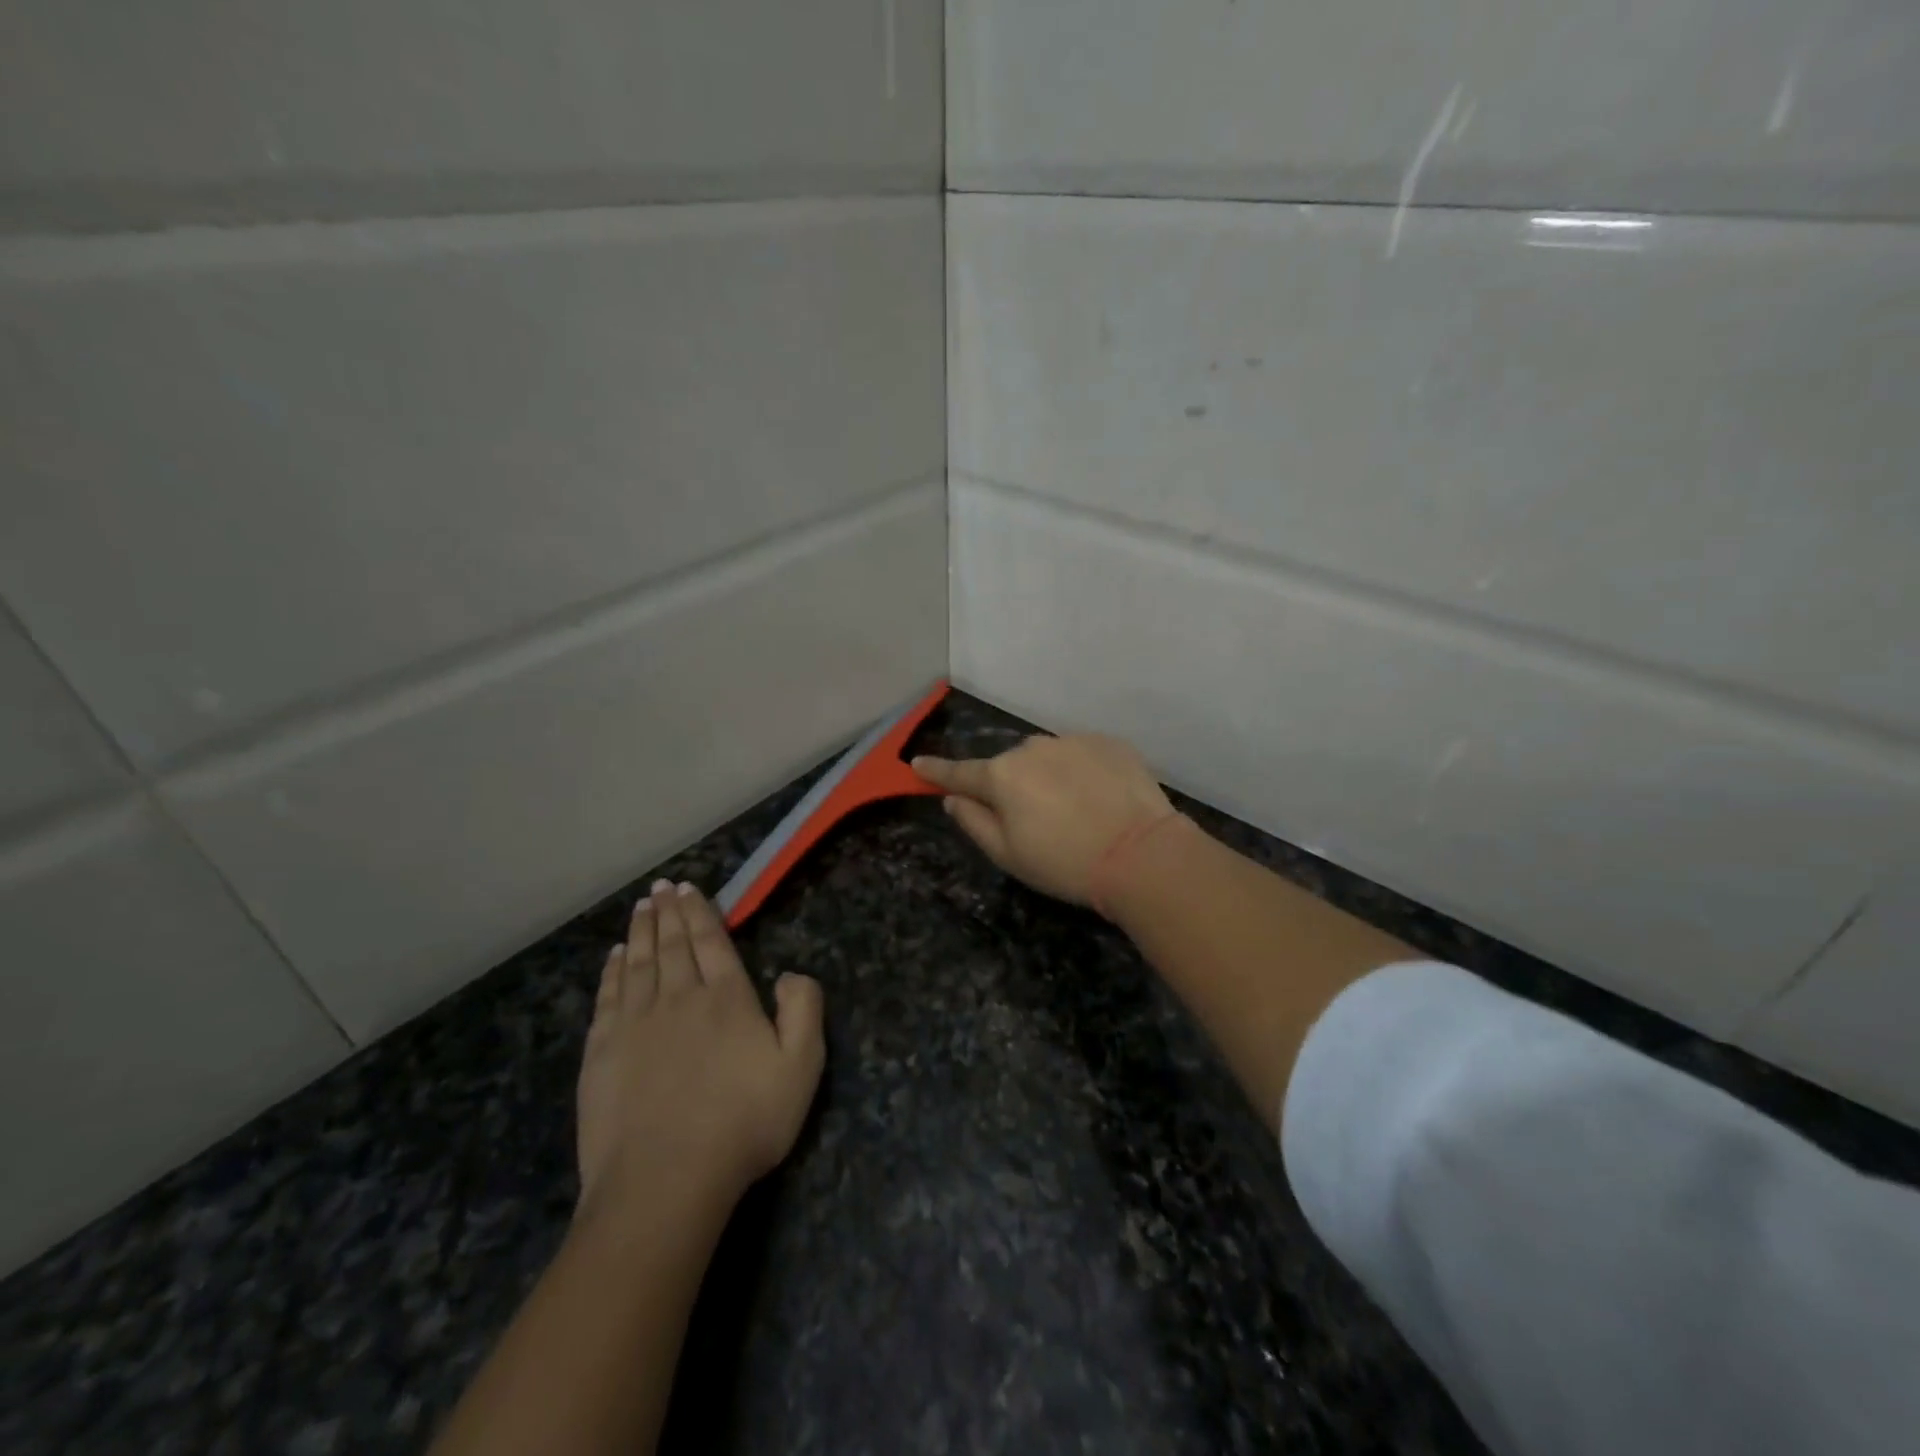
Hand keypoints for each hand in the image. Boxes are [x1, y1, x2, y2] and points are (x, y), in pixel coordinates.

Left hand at [576, 880, 824, 1217]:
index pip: (711, 941)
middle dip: (667, 912)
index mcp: (727, 998)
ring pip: (638, 963)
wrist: (665, 1181)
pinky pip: (608, 997)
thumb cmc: (743, 1123)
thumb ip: (804, 1009)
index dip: (700, 912)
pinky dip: (611, 971)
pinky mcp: (602, 1053)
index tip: (688, 887)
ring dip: (640, 931)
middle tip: (660, 887)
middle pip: (671, 944)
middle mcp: (679, 997)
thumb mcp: (802, 1067)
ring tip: (641, 907)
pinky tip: (613, 957)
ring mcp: (635, 1024)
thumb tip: (791, 972)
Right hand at [913, 734, 1175, 905]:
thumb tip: (953, 799)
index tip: (917, 763)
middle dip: (1011, 785)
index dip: (936, 770)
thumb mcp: (1008, 855)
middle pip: (1009, 765)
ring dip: (1049, 776)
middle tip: (1032, 820)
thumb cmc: (1065, 863)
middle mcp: (1032, 748)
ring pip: (1047, 756)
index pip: (960, 772)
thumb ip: (974, 822)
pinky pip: (1082, 754)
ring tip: (1073, 810)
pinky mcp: (1109, 743)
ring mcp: (1073, 741)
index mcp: (1002, 776)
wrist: (1141, 854)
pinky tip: (1099, 799)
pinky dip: (1082, 771)